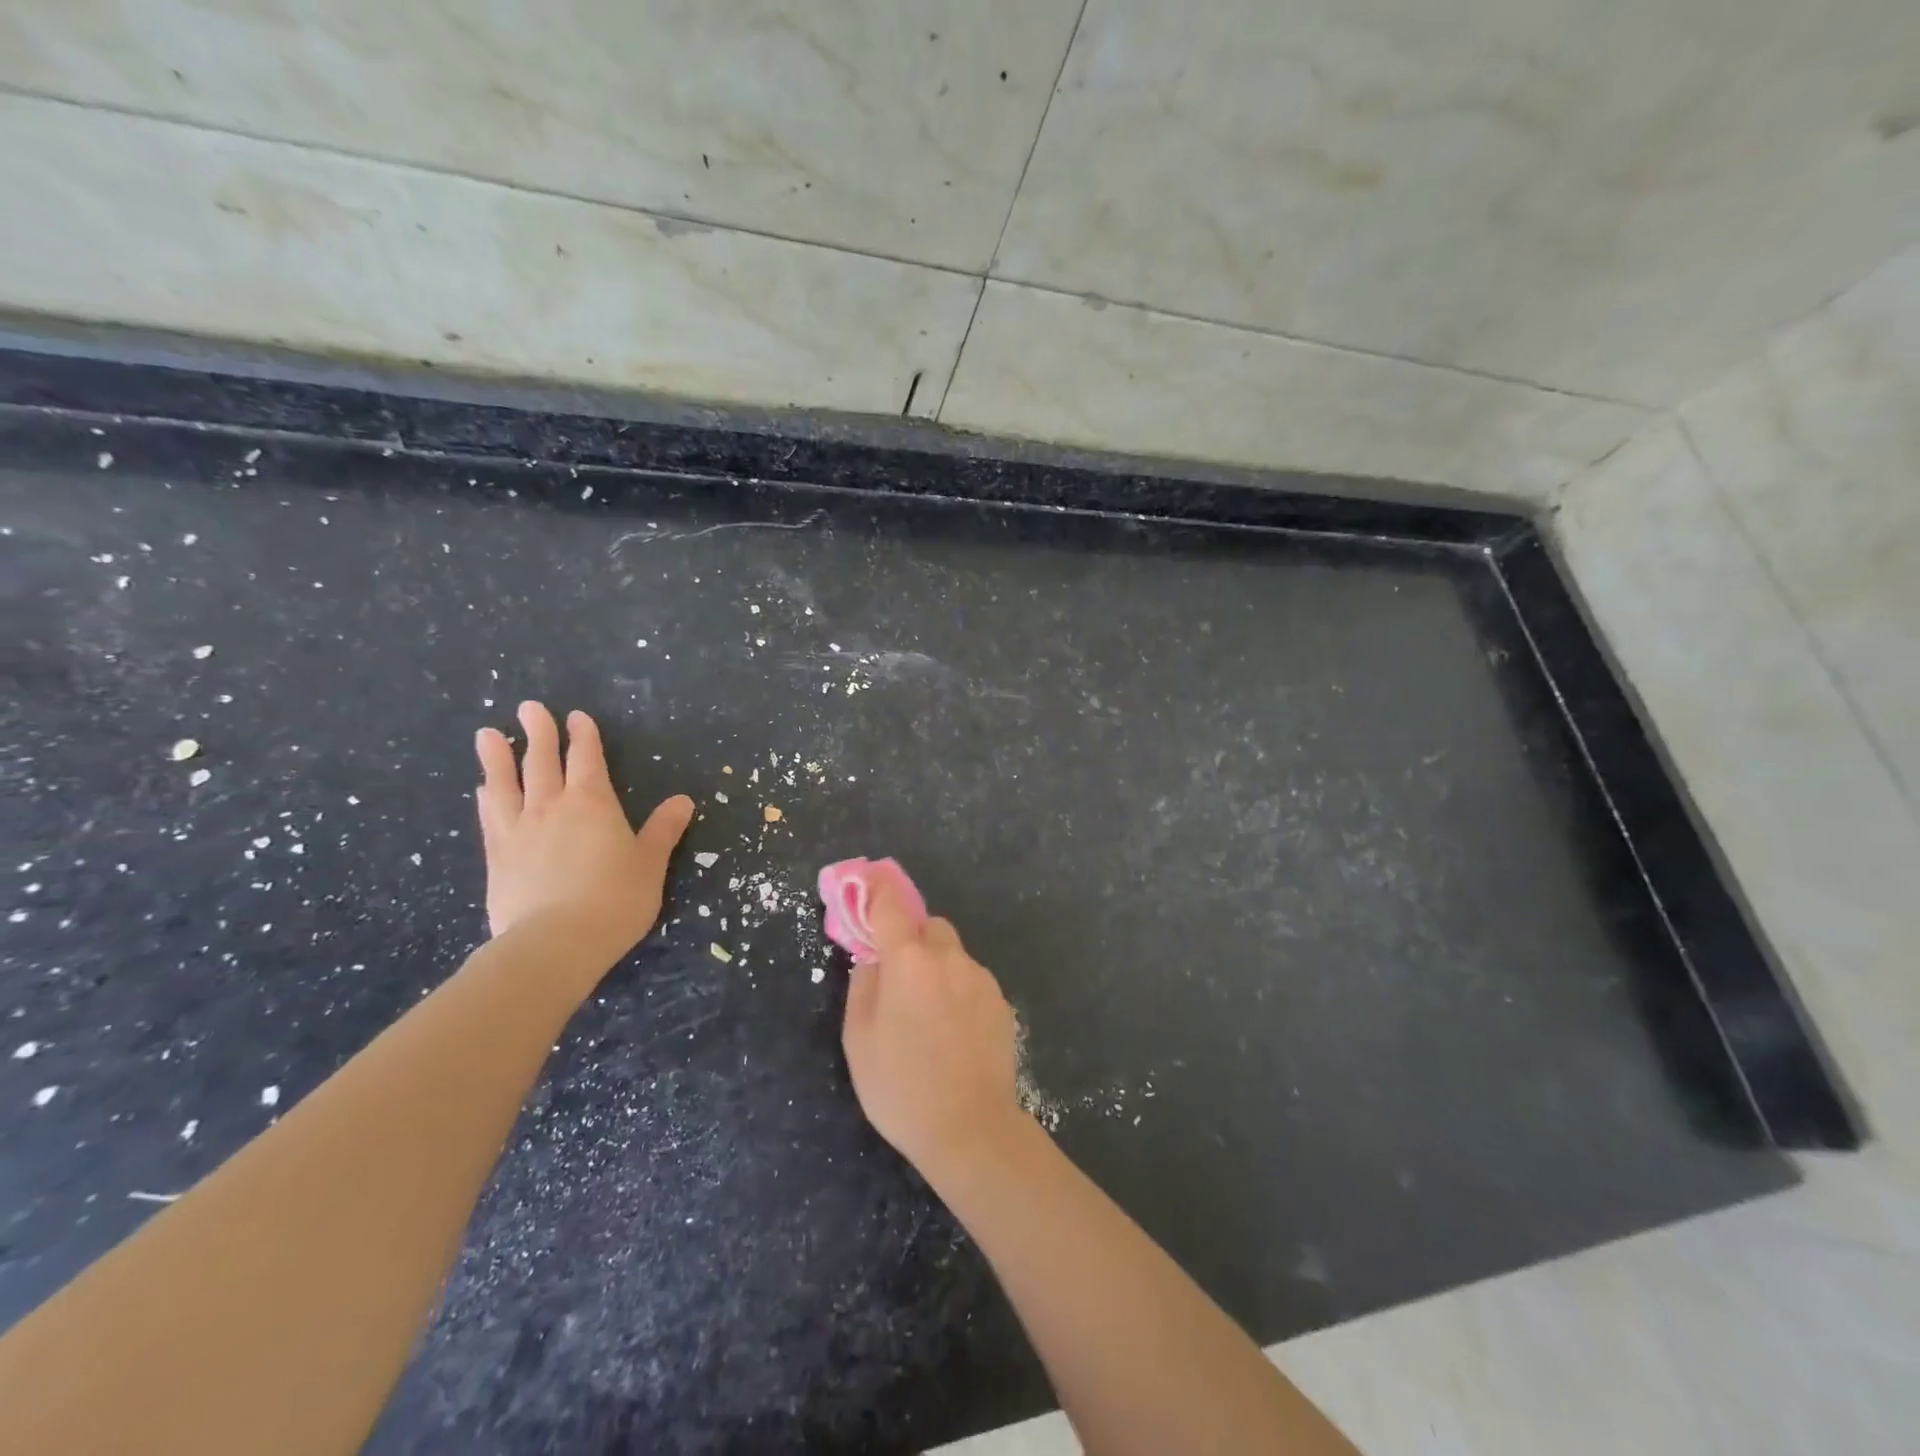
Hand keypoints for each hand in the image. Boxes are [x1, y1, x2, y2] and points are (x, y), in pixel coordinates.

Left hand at [474, 702, 693, 953]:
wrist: (554, 942)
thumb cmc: (614, 899)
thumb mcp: (650, 864)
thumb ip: (663, 830)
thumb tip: (683, 800)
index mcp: (594, 803)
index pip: (587, 759)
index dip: (583, 737)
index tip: (577, 717)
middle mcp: (552, 807)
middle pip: (543, 761)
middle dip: (539, 732)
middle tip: (529, 708)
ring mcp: (519, 830)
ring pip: (506, 783)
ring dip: (498, 757)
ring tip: (487, 734)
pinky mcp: (497, 856)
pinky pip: (490, 817)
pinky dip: (487, 798)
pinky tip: (482, 790)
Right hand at [841, 874, 1023, 1178]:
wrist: (970, 1128)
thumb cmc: (901, 1085)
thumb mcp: (859, 1039)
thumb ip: (863, 986)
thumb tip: (872, 960)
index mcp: (908, 961)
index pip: (891, 906)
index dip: (879, 888)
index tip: (870, 878)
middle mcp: (948, 958)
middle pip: (929, 927)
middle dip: (912, 941)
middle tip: (899, 978)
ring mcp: (980, 978)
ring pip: (953, 955)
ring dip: (937, 969)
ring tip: (928, 1018)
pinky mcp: (1001, 1002)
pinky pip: (972, 982)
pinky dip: (958, 992)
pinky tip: (953, 1034)